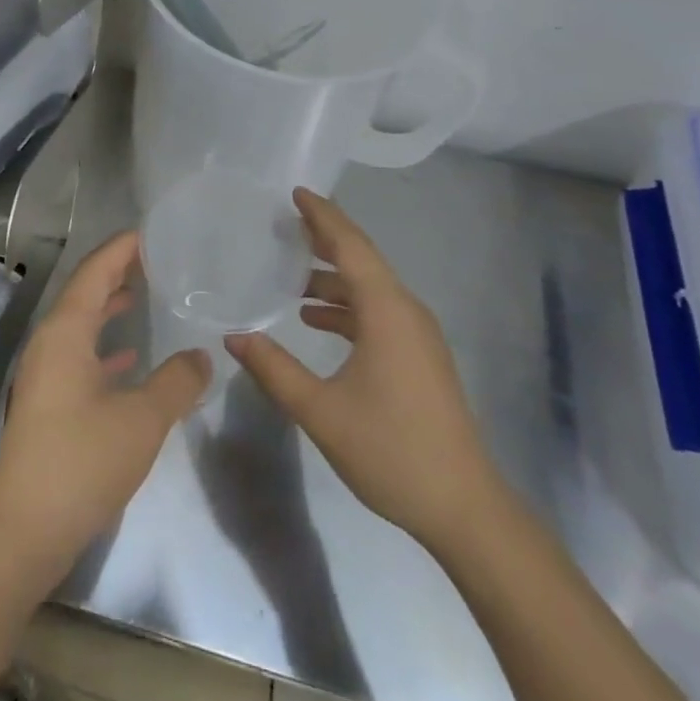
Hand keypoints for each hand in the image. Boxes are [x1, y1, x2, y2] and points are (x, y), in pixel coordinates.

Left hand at [0, 230, 210, 581]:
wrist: (25, 530)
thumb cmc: (82, 462)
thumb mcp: (142, 419)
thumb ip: (177, 381)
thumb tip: (201, 356)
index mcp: (65, 331)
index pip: (95, 271)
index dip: (121, 249)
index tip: (150, 233)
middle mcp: (50, 342)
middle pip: (85, 292)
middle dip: (117, 272)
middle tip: (155, 259)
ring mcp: (44, 372)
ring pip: (81, 324)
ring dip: (109, 307)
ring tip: (144, 295)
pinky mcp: (47, 401)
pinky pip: (79, 353)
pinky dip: (104, 345)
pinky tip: (129, 357)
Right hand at [226, 189, 499, 552]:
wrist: (465, 508)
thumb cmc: (392, 450)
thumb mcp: (321, 412)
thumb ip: (274, 369)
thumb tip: (234, 336)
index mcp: (386, 311)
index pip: (350, 246)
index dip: (322, 216)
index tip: (295, 192)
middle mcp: (406, 310)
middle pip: (361, 259)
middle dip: (324, 237)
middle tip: (284, 221)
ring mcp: (417, 334)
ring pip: (369, 287)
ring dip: (331, 276)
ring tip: (289, 272)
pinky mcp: (419, 355)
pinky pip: (377, 311)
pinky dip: (345, 305)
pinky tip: (314, 319)